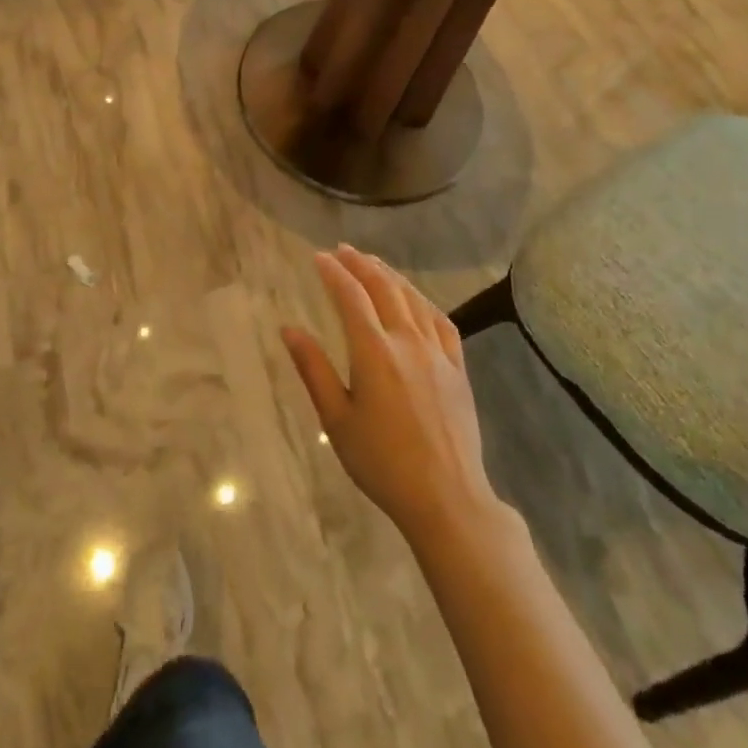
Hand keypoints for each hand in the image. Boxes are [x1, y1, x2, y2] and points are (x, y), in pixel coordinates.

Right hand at [282, 245, 500, 535]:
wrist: (447, 497)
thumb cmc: (381, 462)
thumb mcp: (336, 419)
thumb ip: (313, 369)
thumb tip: (289, 329)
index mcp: (374, 353)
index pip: (351, 297)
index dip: (333, 273)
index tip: (319, 257)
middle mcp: (408, 343)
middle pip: (384, 289)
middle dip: (361, 264)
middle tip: (343, 249)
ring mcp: (438, 354)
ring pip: (414, 300)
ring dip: (391, 276)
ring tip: (373, 263)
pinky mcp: (458, 369)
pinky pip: (442, 322)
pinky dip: (423, 302)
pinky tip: (415, 300)